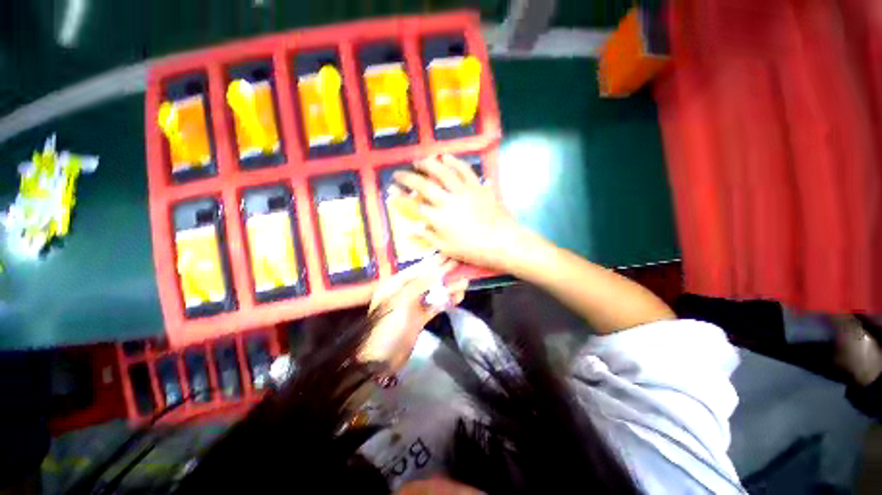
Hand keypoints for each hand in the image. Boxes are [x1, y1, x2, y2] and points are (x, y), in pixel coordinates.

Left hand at [359, 255, 467, 370]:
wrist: (382, 360)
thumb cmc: (388, 327)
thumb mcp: (402, 301)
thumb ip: (420, 284)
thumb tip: (438, 270)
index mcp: (395, 285)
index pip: (418, 269)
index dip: (434, 262)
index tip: (449, 254)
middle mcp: (404, 292)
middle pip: (427, 279)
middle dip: (444, 273)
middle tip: (460, 264)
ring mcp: (412, 306)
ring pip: (433, 292)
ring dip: (448, 288)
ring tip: (465, 283)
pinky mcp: (419, 318)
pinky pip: (435, 306)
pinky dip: (446, 301)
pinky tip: (458, 297)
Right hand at [392, 155, 523, 271]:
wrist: (502, 241)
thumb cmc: (473, 249)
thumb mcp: (447, 249)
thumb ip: (428, 237)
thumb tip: (410, 229)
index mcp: (440, 219)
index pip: (414, 206)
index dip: (400, 198)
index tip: (390, 191)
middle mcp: (448, 201)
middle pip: (424, 185)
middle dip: (408, 178)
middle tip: (398, 173)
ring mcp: (464, 191)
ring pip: (443, 172)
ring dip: (429, 164)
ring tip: (419, 160)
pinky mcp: (477, 186)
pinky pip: (465, 170)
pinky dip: (454, 161)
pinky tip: (446, 157)